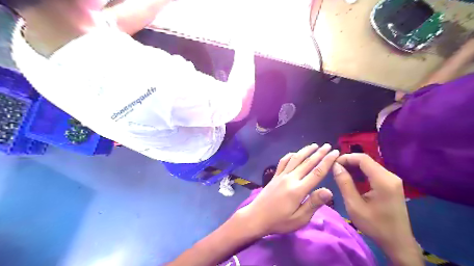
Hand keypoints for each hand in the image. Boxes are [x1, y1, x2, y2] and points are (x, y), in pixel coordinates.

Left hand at [236, 143, 336, 236]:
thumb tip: (329, 190)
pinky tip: (294, 153)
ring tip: (314, 145)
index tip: (335, 153)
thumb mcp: (299, 218)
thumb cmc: (279, 221)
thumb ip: (313, 203)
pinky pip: (283, 162)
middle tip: (328, 145)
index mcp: (298, 189)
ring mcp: (281, 175)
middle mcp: (290, 178)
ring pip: (295, 159)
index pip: (317, 172)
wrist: (256, 217)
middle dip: (319, 153)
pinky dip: (290, 155)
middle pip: (307, 162)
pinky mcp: (274, 176)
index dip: (327, 161)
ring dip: (305, 151)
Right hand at [333, 153, 421, 264]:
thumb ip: (344, 183)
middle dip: (349, 162)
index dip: (346, 157)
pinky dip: (361, 173)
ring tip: (340, 174)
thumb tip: (335, 166)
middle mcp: (391, 176)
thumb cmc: (375, 225)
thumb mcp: (354, 205)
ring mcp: (393, 180)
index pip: (363, 159)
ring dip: (354, 167)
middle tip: (334, 169)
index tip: (333, 164)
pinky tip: (352, 179)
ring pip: (370, 166)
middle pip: (367, 161)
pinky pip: (374, 172)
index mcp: (383, 180)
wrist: (397, 242)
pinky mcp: (392, 185)